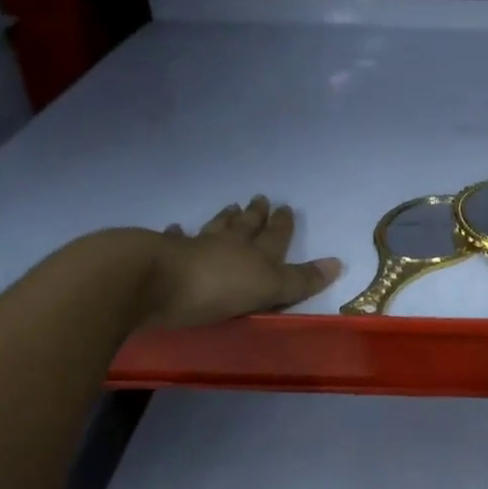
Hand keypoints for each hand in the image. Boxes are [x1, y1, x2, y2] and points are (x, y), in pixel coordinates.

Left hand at [140, 195, 342, 327]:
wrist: (149, 281)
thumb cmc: (215, 289)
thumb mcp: (268, 288)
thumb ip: (300, 279)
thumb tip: (338, 262)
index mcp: (255, 257)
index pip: (275, 238)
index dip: (282, 226)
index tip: (287, 208)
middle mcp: (226, 246)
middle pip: (245, 228)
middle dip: (255, 216)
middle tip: (260, 199)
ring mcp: (192, 249)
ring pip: (214, 229)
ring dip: (224, 219)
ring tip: (230, 206)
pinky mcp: (160, 256)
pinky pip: (174, 241)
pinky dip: (178, 235)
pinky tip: (176, 228)